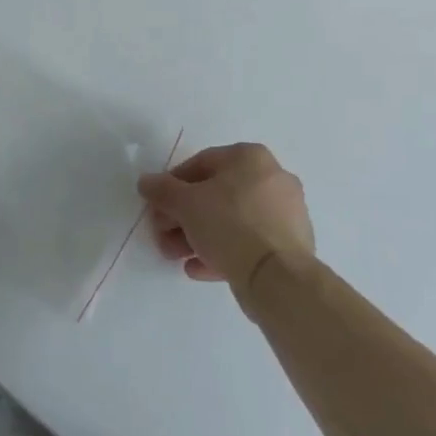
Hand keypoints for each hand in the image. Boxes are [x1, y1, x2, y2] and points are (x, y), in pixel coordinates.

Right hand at [138, 143, 313, 289]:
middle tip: (162, 235)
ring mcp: (285, 214)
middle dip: (182, 217)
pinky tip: (197, 269)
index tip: (157, 206)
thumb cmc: (229, 225)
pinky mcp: (289, 246)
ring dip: (197, 236)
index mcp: (251, 158)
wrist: (277, 277)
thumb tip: (146, 182)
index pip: (200, 163)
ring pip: (231, 221)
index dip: (172, 185)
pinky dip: (221, 252)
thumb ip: (162, 190)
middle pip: (215, 195)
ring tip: (176, 256)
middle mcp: (272, 179)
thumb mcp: (185, 204)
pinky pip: (247, 243)